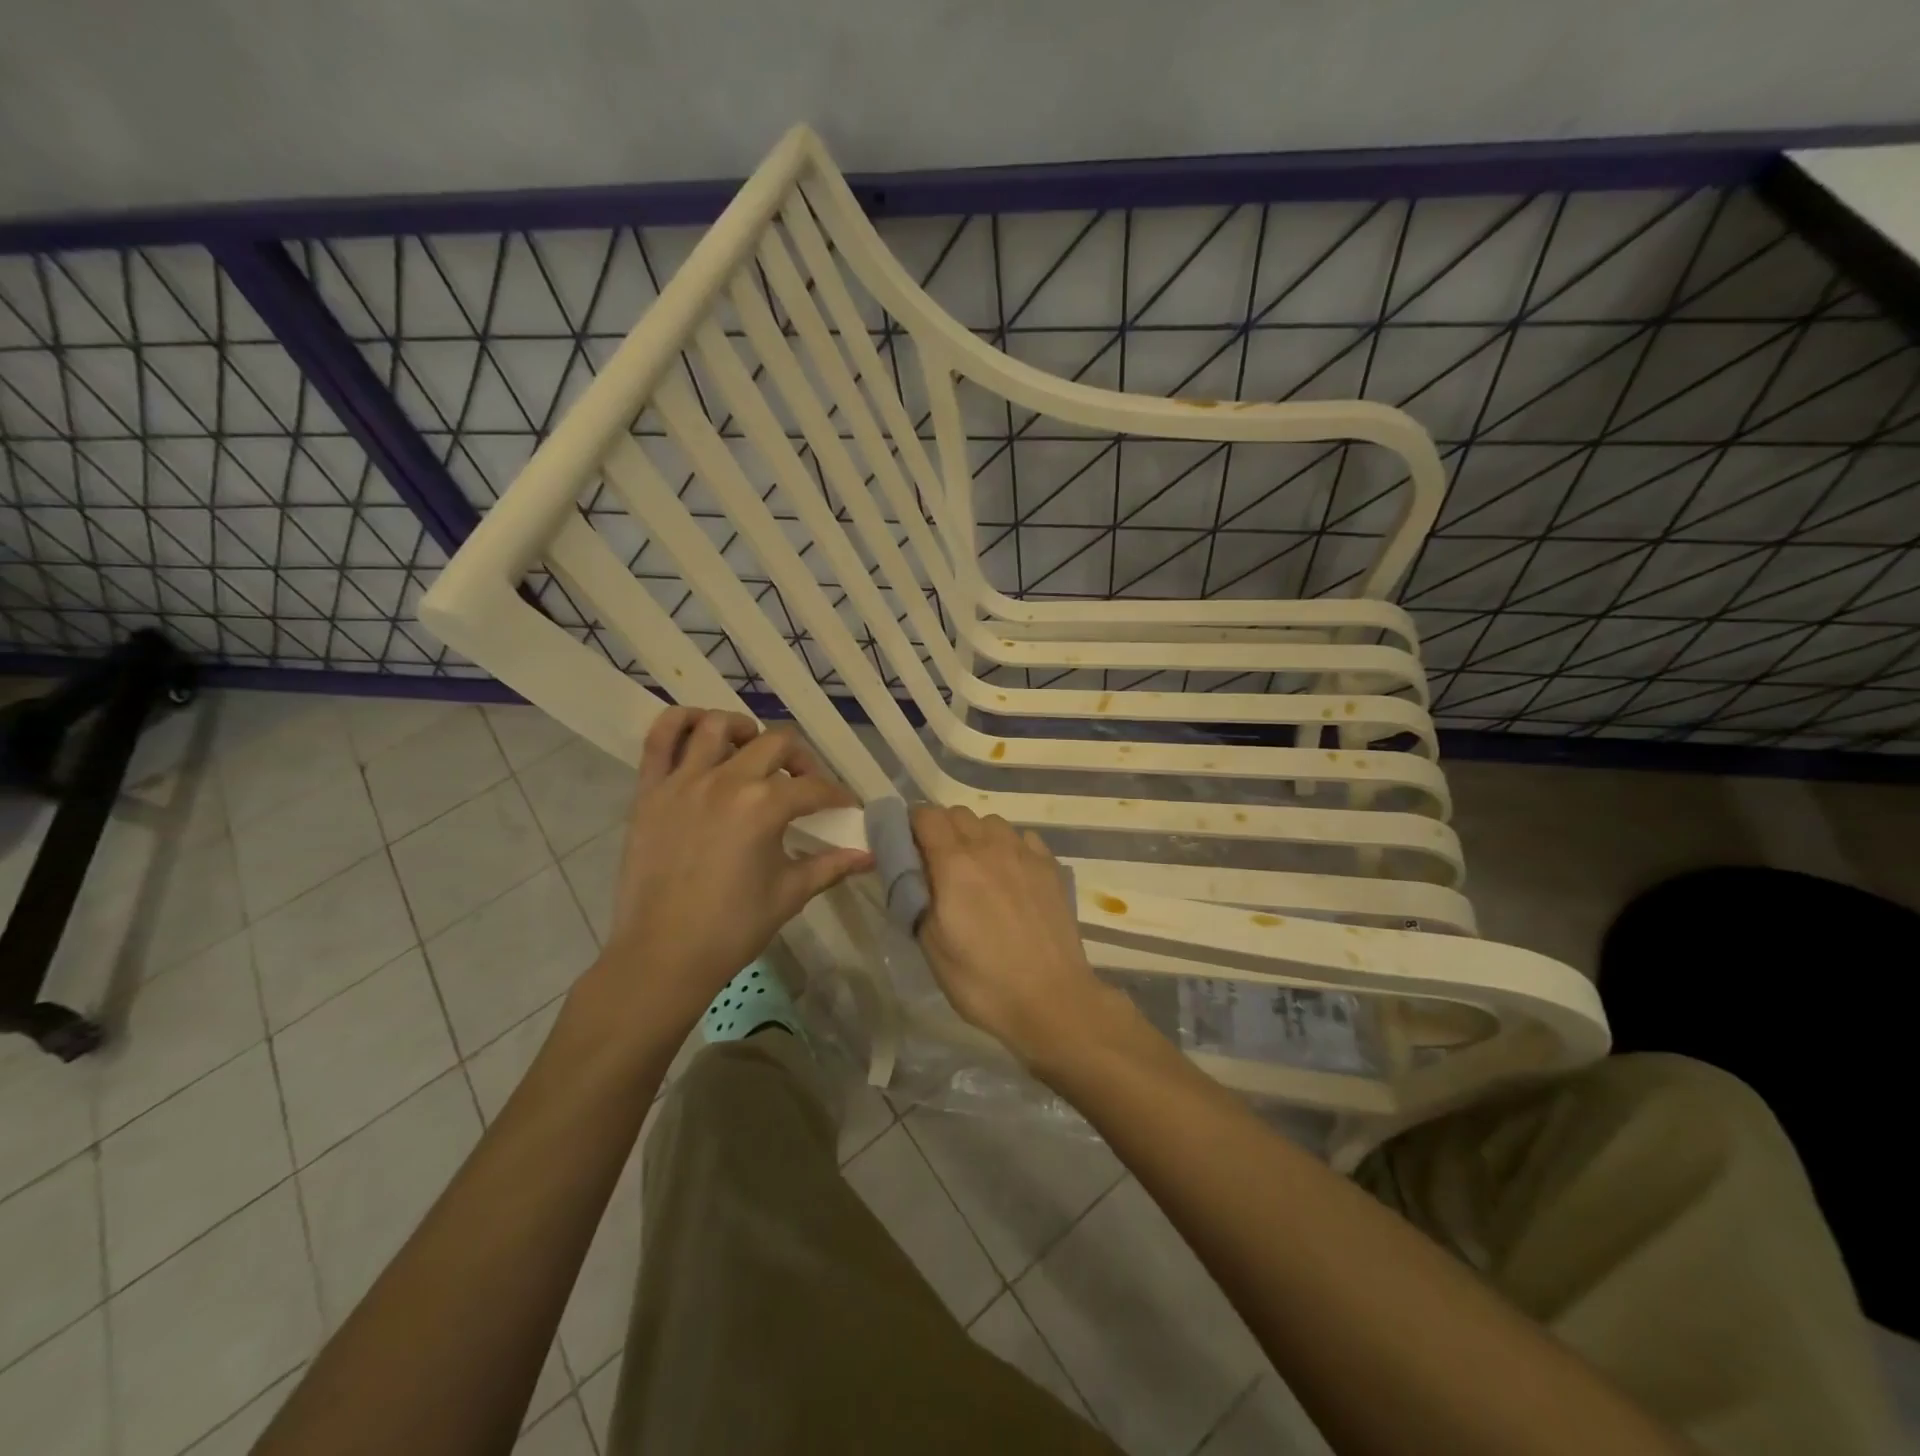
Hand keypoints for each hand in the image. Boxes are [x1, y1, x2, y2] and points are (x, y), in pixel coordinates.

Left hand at [596, 708, 872, 1024]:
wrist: (663, 955)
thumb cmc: (733, 927)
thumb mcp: (790, 893)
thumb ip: (832, 865)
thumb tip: (870, 855)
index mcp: (765, 806)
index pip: (814, 788)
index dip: (837, 797)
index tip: (844, 808)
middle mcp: (727, 780)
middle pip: (776, 743)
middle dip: (801, 761)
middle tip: (804, 785)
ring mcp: (684, 781)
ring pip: (718, 725)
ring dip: (745, 731)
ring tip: (752, 752)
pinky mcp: (650, 790)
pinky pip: (660, 738)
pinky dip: (680, 722)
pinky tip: (700, 732)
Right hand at [909, 806, 1109, 1065]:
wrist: (1052, 999)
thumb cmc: (983, 980)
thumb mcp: (932, 947)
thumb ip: (917, 899)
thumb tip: (914, 874)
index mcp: (954, 864)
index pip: (926, 816)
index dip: (912, 826)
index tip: (908, 848)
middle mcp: (989, 846)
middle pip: (958, 813)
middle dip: (942, 829)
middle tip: (938, 864)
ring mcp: (1024, 853)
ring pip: (991, 822)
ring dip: (976, 835)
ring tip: (977, 869)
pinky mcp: (1050, 866)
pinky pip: (1022, 838)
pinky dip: (1009, 847)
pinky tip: (1011, 875)